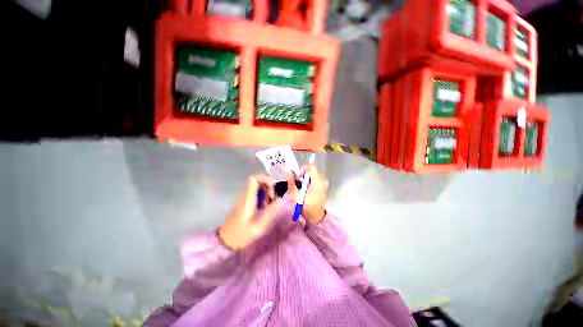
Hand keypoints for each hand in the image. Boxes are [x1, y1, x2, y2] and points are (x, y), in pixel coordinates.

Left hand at [219, 175, 279, 250]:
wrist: (225, 241)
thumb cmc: (241, 235)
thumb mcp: (258, 227)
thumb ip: (270, 213)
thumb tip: (281, 201)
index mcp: (248, 199)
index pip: (254, 179)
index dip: (265, 179)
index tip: (274, 188)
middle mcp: (246, 196)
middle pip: (259, 182)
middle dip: (269, 187)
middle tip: (274, 199)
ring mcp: (246, 199)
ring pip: (259, 188)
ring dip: (268, 193)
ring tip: (271, 205)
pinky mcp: (246, 203)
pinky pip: (257, 195)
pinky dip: (264, 198)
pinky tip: (266, 208)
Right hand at [287, 165, 327, 224]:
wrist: (316, 218)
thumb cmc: (306, 208)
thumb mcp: (296, 197)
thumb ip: (292, 184)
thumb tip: (290, 173)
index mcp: (317, 183)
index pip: (312, 167)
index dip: (303, 168)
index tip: (298, 175)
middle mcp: (322, 181)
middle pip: (313, 170)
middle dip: (304, 173)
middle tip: (298, 180)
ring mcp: (324, 184)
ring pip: (314, 174)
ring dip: (306, 177)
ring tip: (301, 185)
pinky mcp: (324, 187)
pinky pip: (316, 179)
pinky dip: (310, 180)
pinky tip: (306, 188)